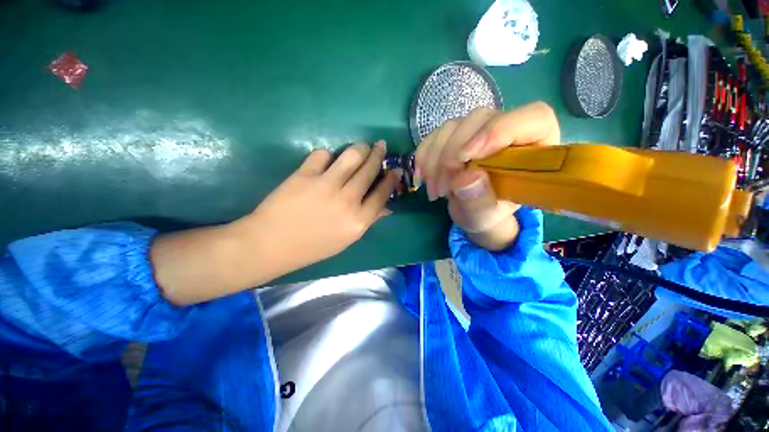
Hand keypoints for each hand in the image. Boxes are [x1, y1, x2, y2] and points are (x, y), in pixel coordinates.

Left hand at [241, 141, 399, 272]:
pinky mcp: (305, 175)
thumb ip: (368, 221)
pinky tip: (327, 160)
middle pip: (369, 170)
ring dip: (361, 148)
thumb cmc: (312, 246)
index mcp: (358, 221)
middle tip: (381, 145)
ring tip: (362, 146)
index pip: (382, 194)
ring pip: (352, 156)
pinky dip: (328, 154)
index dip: (391, 179)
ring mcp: (326, 185)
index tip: (396, 169)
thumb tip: (387, 207)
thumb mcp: (346, 239)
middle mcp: (347, 201)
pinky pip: (323, 154)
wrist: (272, 244)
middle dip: (379, 155)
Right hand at [414, 102, 559, 250]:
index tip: (466, 157)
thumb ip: (480, 201)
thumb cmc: (487, 214)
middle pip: (481, 119)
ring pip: (453, 126)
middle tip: (443, 188)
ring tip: (434, 191)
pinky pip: (435, 135)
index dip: (498, 131)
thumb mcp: (486, 216)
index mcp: (535, 147)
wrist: (471, 211)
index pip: (533, 118)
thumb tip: (465, 178)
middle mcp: (507, 129)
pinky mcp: (455, 134)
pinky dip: (424, 155)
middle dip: (453, 155)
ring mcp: (478, 129)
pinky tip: (422, 177)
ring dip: (435, 160)